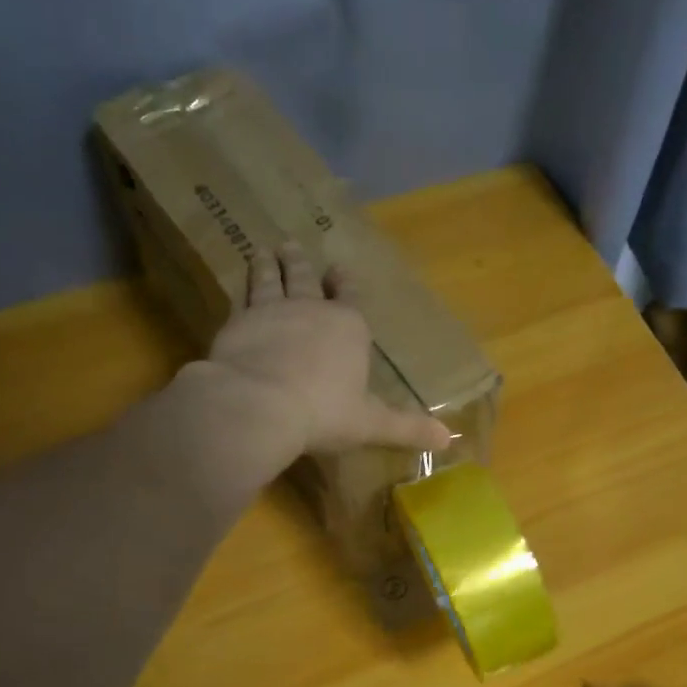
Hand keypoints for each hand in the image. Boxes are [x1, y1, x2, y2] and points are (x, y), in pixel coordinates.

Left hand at [200, 243, 453, 459]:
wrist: (259, 404)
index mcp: (348, 328)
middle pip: (306, 279)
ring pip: (270, 279)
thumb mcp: (371, 425)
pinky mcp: (237, 322)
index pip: (349, 297)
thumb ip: (407, 428)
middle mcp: (310, 309)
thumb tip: (449, 439)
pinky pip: (241, 296)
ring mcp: (271, 310)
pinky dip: (242, 286)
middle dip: (302, 264)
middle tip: (293, 247)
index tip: (338, 271)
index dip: (344, 285)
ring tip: (264, 253)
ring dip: (269, 265)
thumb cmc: (324, 413)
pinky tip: (239, 285)